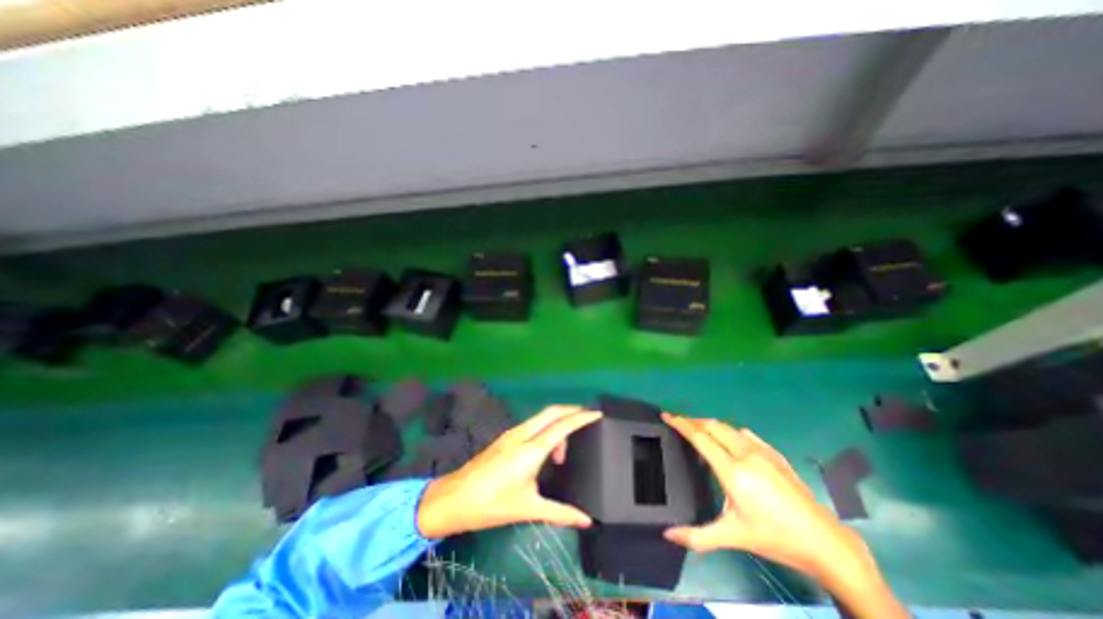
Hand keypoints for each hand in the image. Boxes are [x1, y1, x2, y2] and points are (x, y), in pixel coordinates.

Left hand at [415, 403, 602, 538]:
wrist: (454, 498)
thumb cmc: (492, 504)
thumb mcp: (528, 509)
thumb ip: (560, 513)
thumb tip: (586, 521)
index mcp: (531, 450)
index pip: (562, 426)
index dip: (581, 418)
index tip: (597, 413)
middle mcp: (522, 434)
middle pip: (551, 411)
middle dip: (571, 411)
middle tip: (586, 419)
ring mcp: (512, 433)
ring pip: (541, 417)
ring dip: (557, 424)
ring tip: (562, 454)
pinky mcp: (505, 437)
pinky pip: (532, 425)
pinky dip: (545, 429)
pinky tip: (545, 451)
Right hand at [662, 414, 852, 572]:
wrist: (826, 542)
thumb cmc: (775, 538)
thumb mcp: (734, 537)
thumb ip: (698, 536)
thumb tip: (667, 534)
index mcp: (732, 471)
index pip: (700, 438)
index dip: (681, 424)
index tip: (666, 416)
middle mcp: (745, 454)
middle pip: (712, 426)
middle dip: (693, 421)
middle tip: (678, 422)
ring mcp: (763, 451)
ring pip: (729, 427)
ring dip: (710, 425)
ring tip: (700, 431)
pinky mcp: (775, 454)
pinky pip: (745, 434)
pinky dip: (729, 432)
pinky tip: (731, 443)